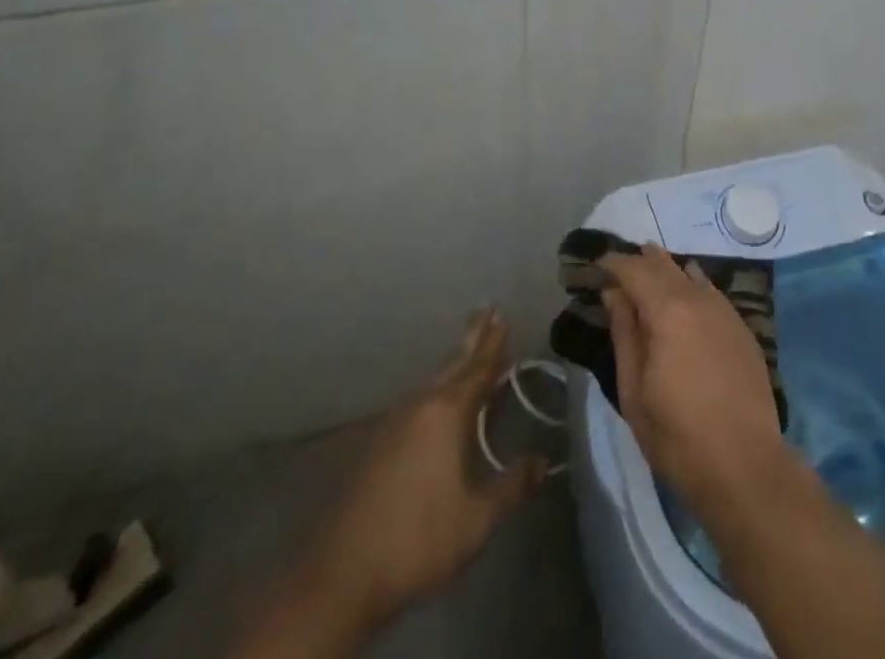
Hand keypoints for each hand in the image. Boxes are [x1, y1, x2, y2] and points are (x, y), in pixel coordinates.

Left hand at [241, 311, 545, 658]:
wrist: (342, 575)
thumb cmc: (418, 539)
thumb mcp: (476, 519)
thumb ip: (511, 486)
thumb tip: (542, 462)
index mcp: (447, 413)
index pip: (478, 369)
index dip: (494, 344)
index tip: (503, 315)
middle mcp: (421, 406)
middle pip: (454, 364)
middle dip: (473, 338)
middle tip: (488, 309)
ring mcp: (395, 423)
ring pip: (433, 382)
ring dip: (455, 364)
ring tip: (469, 351)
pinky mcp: (378, 445)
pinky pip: (417, 402)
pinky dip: (437, 389)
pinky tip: (437, 401)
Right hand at [601, 245, 790, 524]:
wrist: (745, 465)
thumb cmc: (677, 436)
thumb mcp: (634, 391)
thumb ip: (624, 333)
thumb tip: (613, 293)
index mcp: (668, 310)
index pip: (635, 269)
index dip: (614, 263)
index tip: (597, 265)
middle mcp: (698, 298)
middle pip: (664, 265)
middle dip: (640, 261)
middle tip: (620, 267)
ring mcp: (725, 310)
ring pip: (691, 274)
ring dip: (667, 270)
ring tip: (649, 275)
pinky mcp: (742, 327)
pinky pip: (711, 292)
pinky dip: (691, 286)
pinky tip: (685, 298)